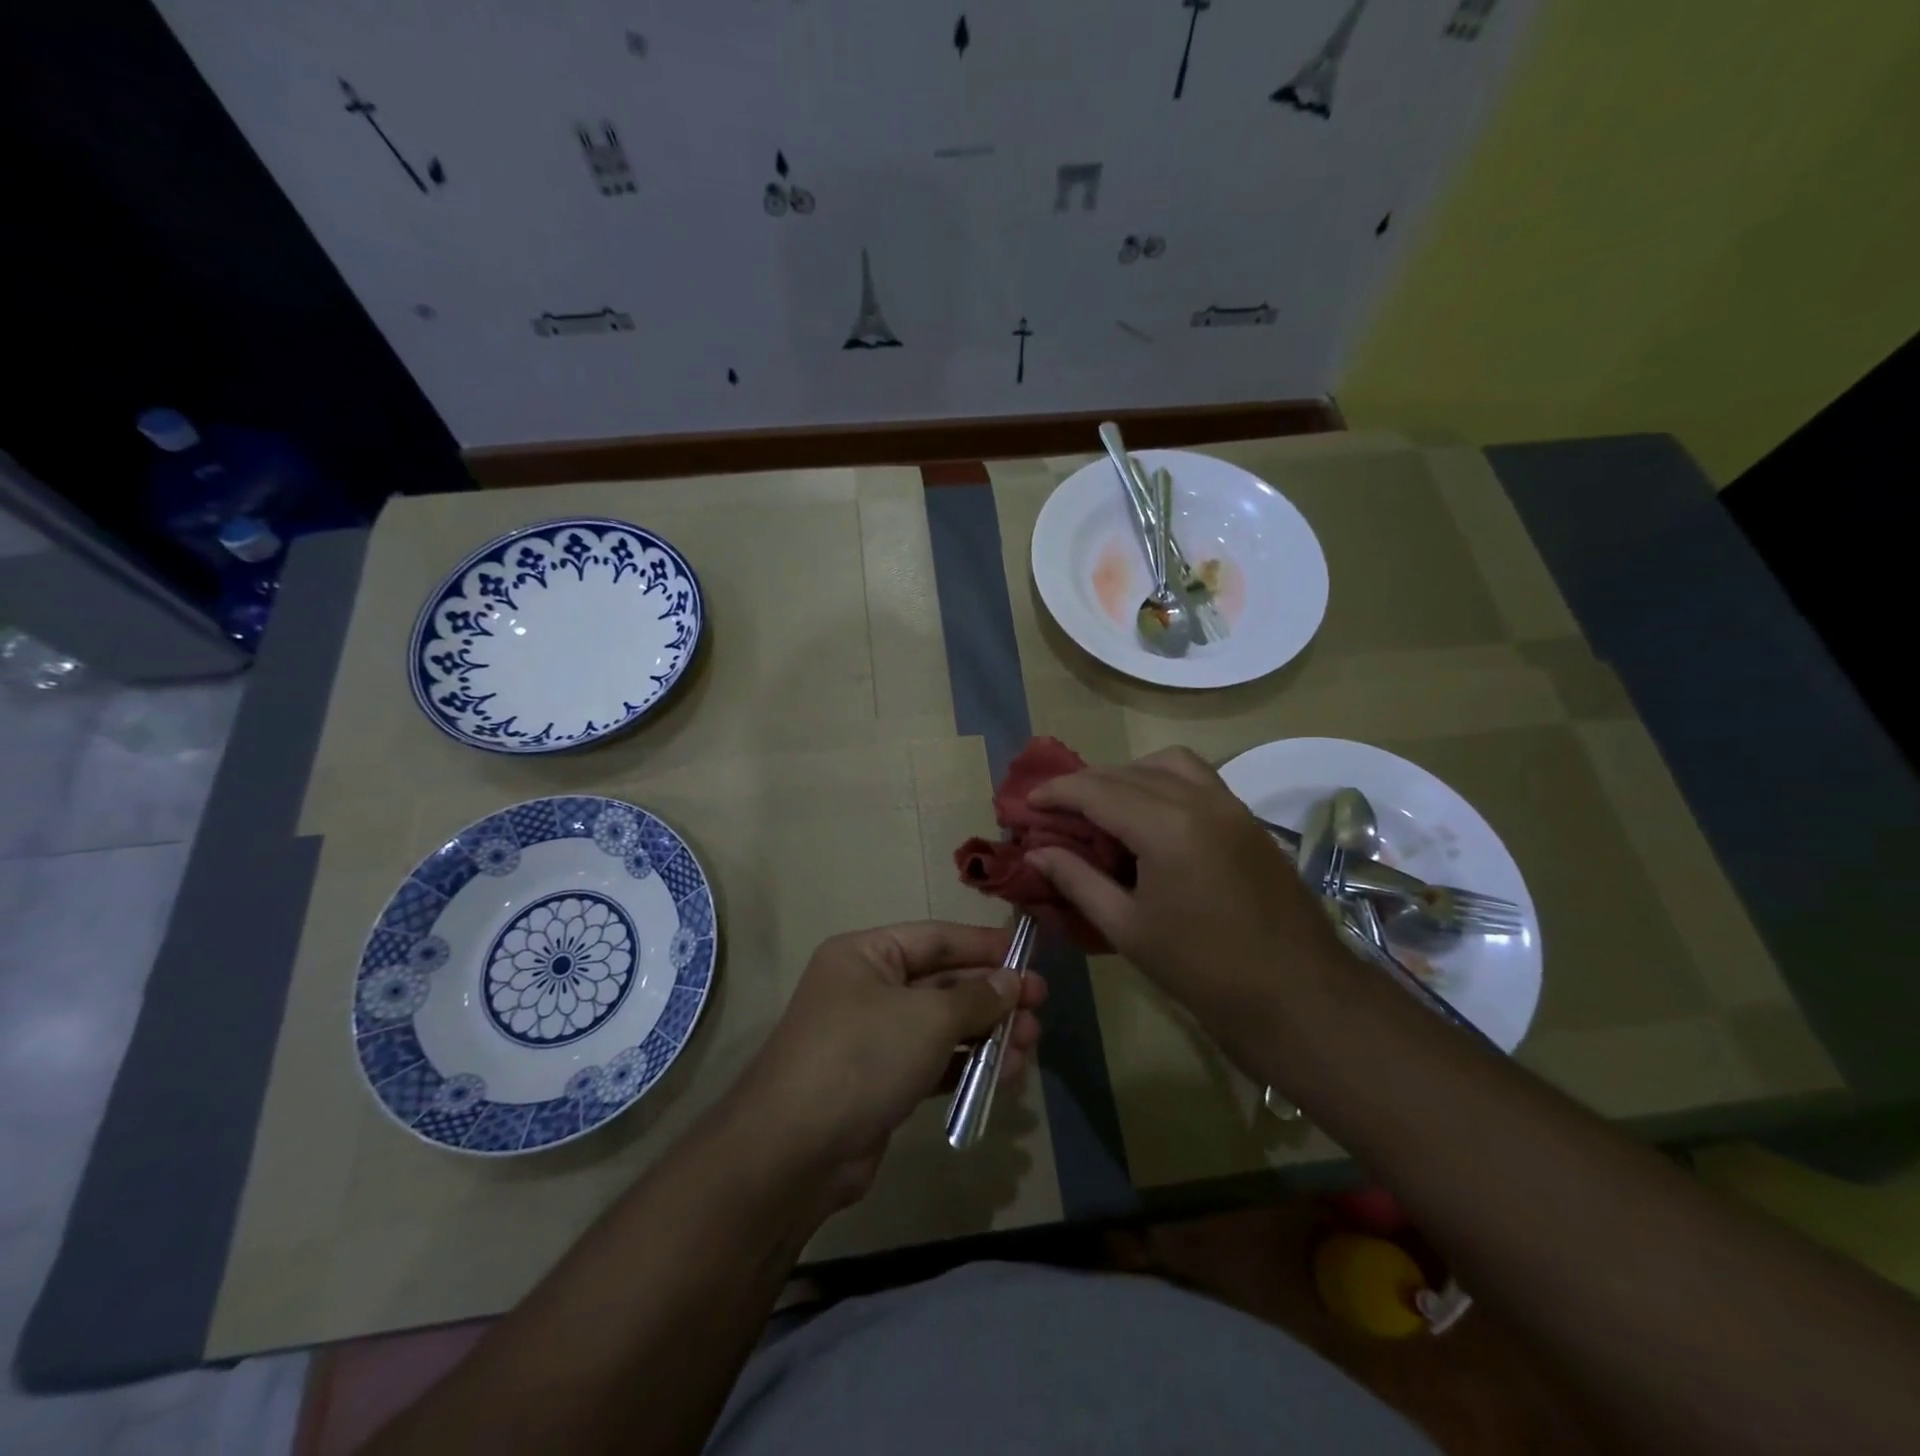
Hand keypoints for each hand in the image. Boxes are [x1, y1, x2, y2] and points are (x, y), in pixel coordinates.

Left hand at [734, 922, 1045, 1207]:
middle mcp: (868, 988)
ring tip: (1031, 1046)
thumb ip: (975, 998)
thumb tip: (1012, 982)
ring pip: (942, 1026)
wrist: (796, 1151)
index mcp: (867, 955)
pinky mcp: (880, 1082)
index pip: (936, 938)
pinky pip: (933, 1062)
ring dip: (987, 1034)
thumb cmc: (862, 1057)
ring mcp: (873, 1038)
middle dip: (993, 996)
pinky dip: (967, 1065)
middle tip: (1040, 1008)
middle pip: (943, 983)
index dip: (984, 945)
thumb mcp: (927, 1018)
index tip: (1029, 955)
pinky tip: (1005, 1075)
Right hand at [1025, 747, 1345, 1061]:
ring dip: (1127, 775)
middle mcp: (1198, 799)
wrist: (1298, 995)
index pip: (1096, 790)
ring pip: (1166, 763)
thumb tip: (1037, 852)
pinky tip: (1149, 818)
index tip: (1026, 803)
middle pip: (1126, 772)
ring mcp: (1229, 804)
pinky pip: (1196, 778)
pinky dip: (1162, 781)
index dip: (1055, 793)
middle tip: (1055, 810)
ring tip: (1103, 808)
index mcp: (1165, 825)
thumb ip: (1077, 880)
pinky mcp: (1247, 818)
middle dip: (1085, 785)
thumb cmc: (1203, 969)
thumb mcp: (1127, 927)